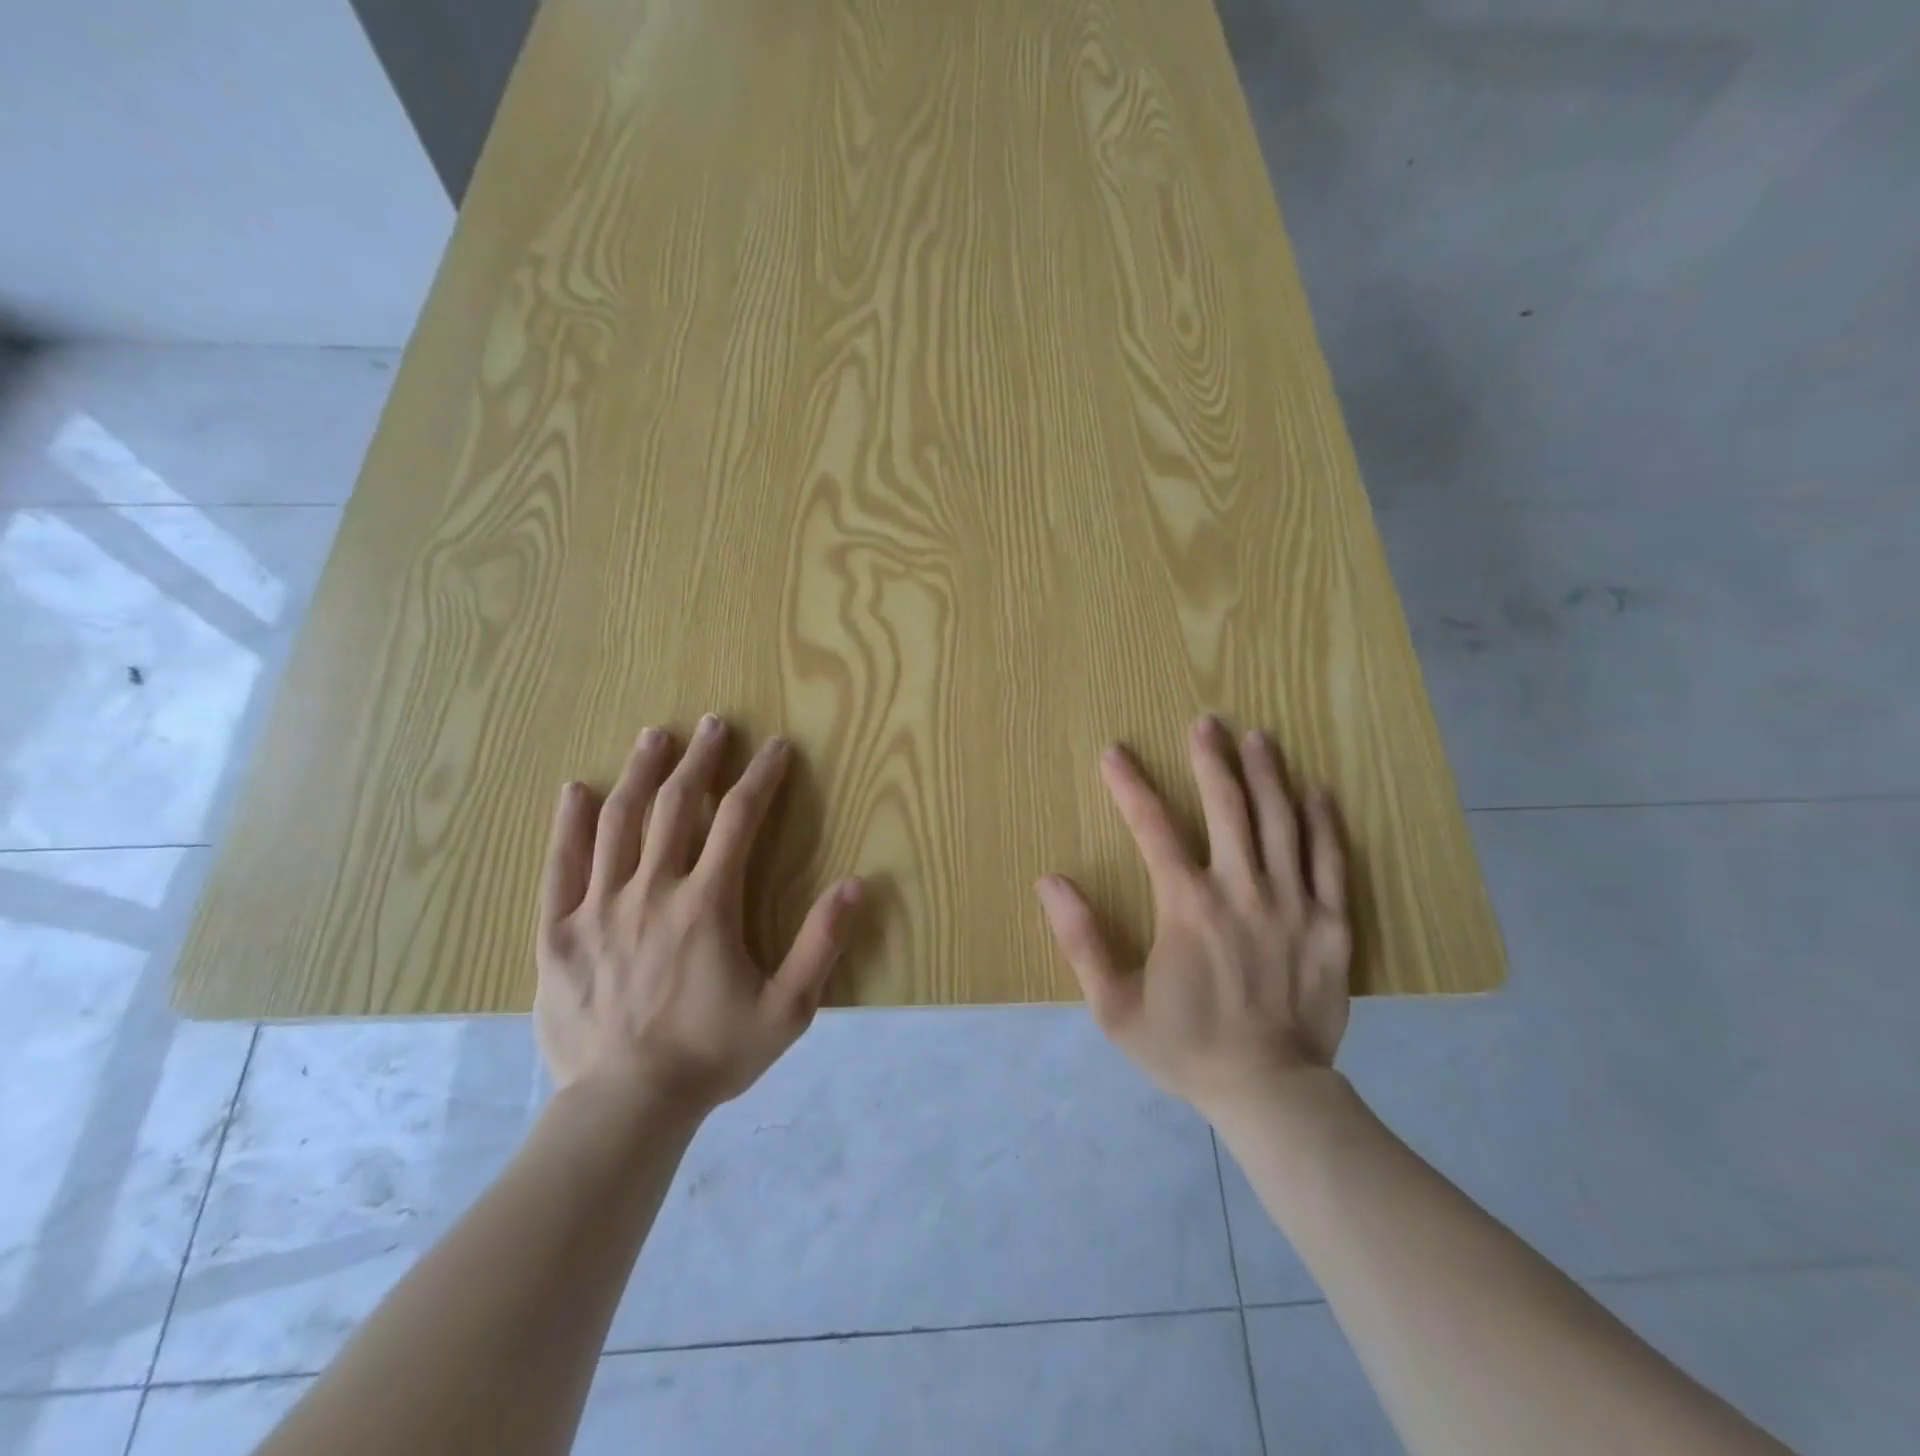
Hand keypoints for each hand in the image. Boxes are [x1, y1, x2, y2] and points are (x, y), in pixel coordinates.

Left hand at [534, 714, 862, 1114]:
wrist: (625, 1107)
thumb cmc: (712, 1055)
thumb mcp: (788, 1010)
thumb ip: (822, 944)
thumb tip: (856, 884)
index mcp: (706, 904)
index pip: (739, 820)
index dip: (761, 778)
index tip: (776, 747)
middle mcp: (652, 890)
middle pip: (676, 805)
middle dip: (700, 760)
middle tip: (714, 724)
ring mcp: (599, 908)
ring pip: (619, 823)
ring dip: (640, 773)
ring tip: (653, 736)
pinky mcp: (558, 933)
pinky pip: (560, 867)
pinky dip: (568, 825)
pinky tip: (575, 791)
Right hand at [1036, 716, 1351, 1119]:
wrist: (1269, 1093)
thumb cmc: (1185, 1047)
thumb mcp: (1114, 1007)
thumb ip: (1081, 941)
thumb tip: (1051, 882)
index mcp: (1187, 906)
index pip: (1152, 828)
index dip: (1130, 786)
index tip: (1115, 752)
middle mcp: (1241, 890)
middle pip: (1227, 808)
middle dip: (1211, 760)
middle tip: (1206, 723)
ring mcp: (1292, 903)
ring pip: (1281, 822)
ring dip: (1267, 775)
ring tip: (1258, 737)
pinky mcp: (1331, 923)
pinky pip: (1330, 860)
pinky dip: (1324, 822)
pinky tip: (1317, 791)